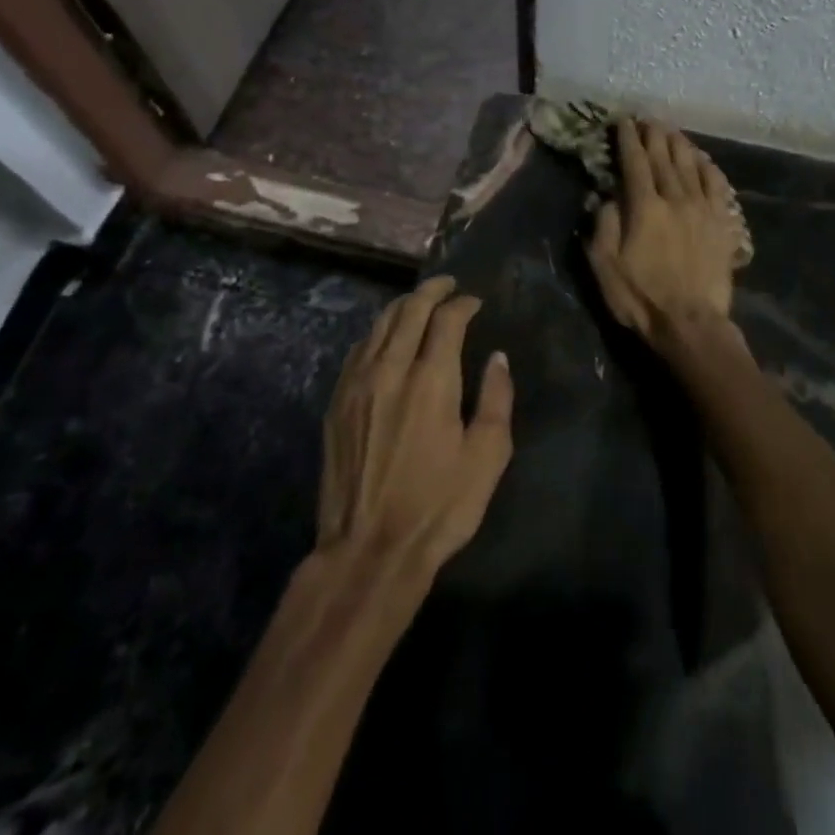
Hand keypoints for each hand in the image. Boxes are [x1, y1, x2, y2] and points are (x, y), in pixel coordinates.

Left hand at [318, 276, 513, 573]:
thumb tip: (497, 358)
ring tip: (419, 303)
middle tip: (448, 285)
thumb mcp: (487, 456)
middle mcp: (390, 370)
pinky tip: (384, 339)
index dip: (463, 303)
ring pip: (378, 326)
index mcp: (431, 380)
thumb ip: (496, 399)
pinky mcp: (336, 404)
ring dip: (402, 307)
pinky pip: (357, 350)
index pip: (446, 319)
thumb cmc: (439, 505)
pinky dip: (377, 333)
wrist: (369, 550)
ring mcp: (357, 385)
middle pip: (408, 311)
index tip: (475, 302)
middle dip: (431, 291)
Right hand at [587, 119, 744, 341]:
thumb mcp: (605, 265)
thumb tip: (606, 195)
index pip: (634, 162)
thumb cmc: (640, 297)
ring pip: (691, 166)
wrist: (690, 323)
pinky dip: (709, 168)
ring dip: (679, 145)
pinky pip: (717, 186)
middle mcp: (675, 198)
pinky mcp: (721, 224)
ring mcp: (703, 209)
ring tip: (671, 131)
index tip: (623, 121)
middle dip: (654, 135)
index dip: (627, 139)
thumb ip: (604, 224)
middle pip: (664, 158)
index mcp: (644, 207)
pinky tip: (703, 160)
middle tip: (647, 119)